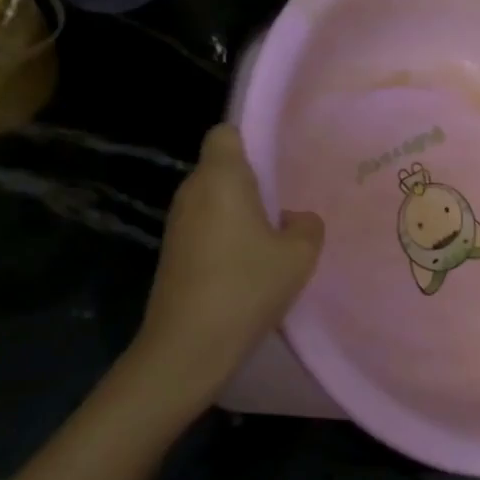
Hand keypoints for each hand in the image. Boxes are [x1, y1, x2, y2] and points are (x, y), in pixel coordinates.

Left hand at [130, 124, 323, 386]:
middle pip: (222, 168)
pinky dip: (227, 237)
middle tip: (288, 203)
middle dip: (253, 181)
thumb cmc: (247, 286)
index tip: (278, 163)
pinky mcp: (173, 253)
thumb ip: (307, 225)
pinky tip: (251, 265)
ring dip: (241, 213)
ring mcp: (177, 225)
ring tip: (274, 237)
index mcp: (221, 179)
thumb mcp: (299, 254)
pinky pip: (207, 227)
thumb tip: (294, 218)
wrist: (188, 346)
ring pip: (215, 201)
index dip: (251, 140)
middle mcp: (192, 192)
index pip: (226, 133)